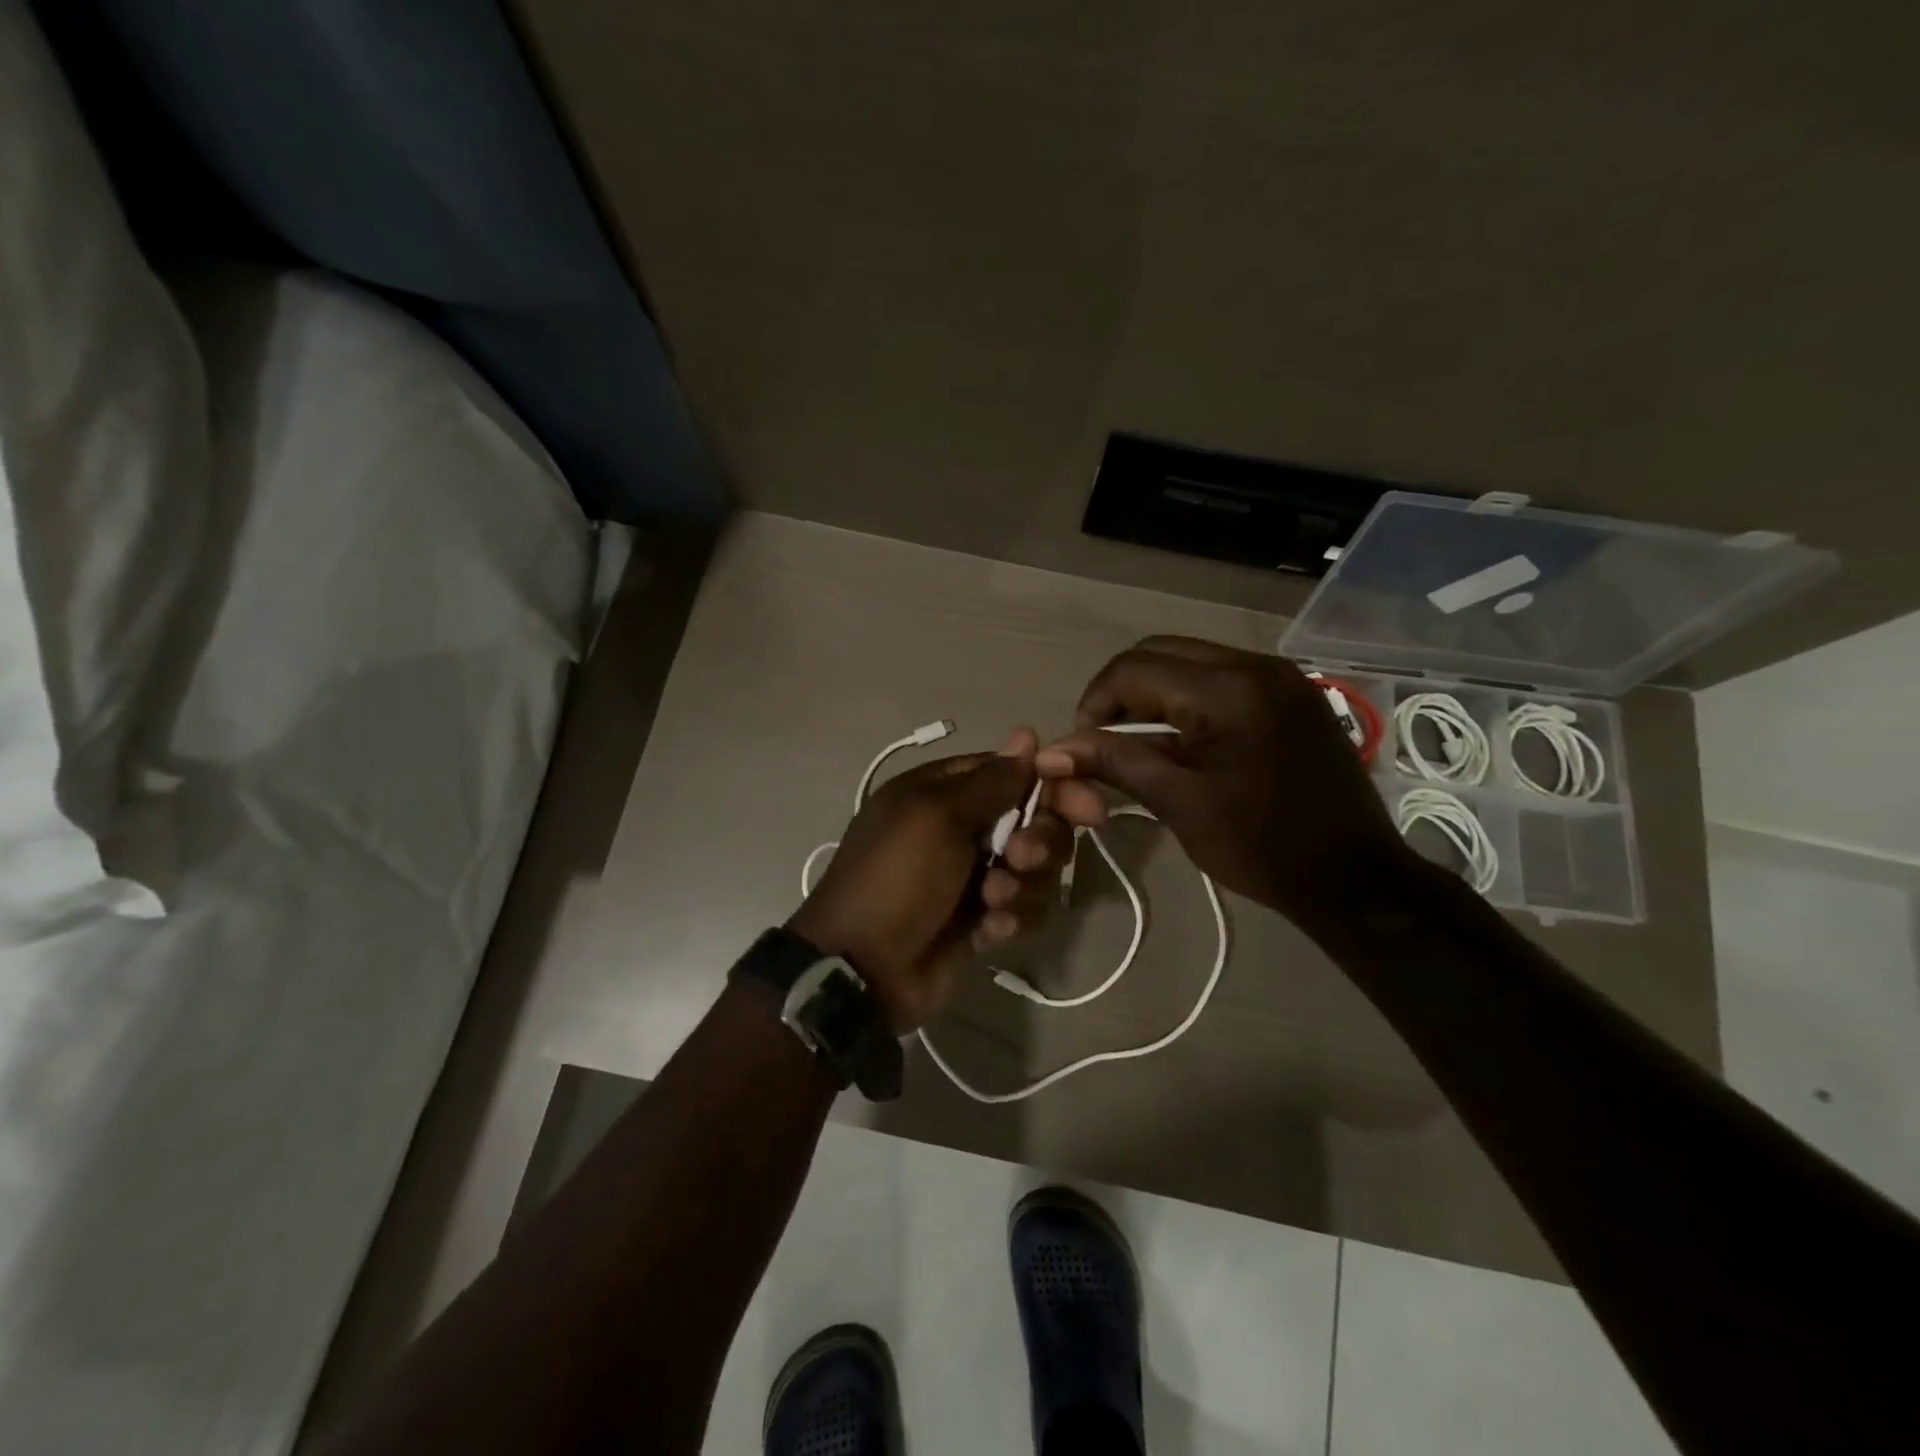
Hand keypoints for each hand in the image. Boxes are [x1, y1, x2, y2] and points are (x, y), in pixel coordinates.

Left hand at [789, 730, 1104, 1032]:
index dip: (1051, 786)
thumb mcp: (936, 817)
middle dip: (1038, 841)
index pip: (1012, 774)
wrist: (863, 970)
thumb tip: (1027, 735)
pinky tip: (988, 931)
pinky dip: (1012, 918)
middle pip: (1033, 821)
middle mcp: (961, 828)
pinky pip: (1023, 908)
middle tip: (1020, 859)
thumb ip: (990, 781)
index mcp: (942, 793)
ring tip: (991, 902)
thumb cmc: (896, 878)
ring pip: (1035, 868)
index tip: (1086, 806)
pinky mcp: (982, 919)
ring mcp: (972, 876)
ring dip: (1022, 886)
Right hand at [1035, 637, 1415, 921]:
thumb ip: (1114, 763)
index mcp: (1227, 690)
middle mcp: (1255, 665)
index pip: (1134, 668)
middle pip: (1161, 652)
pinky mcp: (1293, 694)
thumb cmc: (1261, 846)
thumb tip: (1051, 752)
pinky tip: (1182, 739)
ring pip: (1192, 660)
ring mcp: (1280, 676)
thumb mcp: (1179, 803)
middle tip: (1105, 739)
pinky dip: (1189, 698)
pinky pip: (1223, 677)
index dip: (1095, 701)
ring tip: (1137, 740)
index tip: (1082, 745)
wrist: (1357, 880)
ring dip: (1155, 692)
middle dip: (1121, 691)